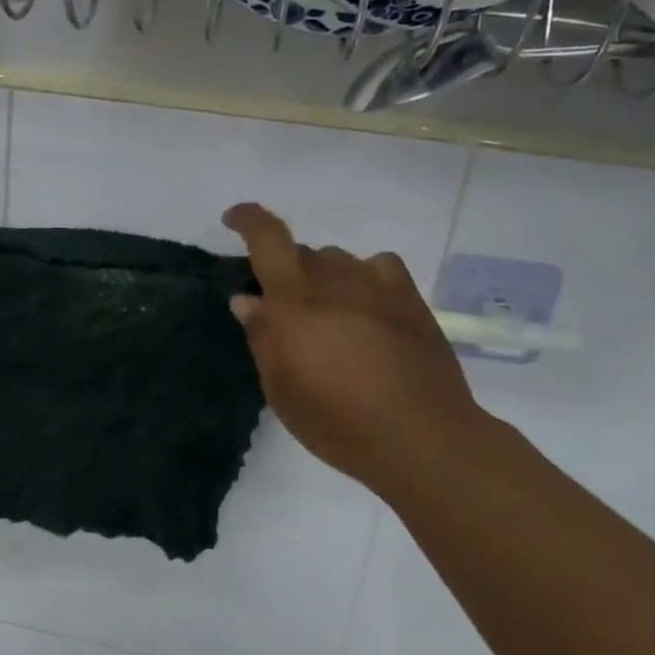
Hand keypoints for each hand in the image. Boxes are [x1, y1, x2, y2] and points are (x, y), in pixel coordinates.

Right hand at [223, 202, 490, 497]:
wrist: (420, 436)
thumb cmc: (338, 422)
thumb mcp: (282, 390)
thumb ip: (262, 338)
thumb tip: (247, 300)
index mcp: (294, 300)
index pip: (268, 239)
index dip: (249, 219)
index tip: (234, 218)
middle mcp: (334, 280)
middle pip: (301, 253)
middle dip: (285, 273)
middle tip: (286, 313)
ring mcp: (376, 284)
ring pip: (337, 261)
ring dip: (323, 279)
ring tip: (328, 316)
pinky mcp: (409, 297)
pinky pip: (378, 267)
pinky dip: (364, 278)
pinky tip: (367, 305)